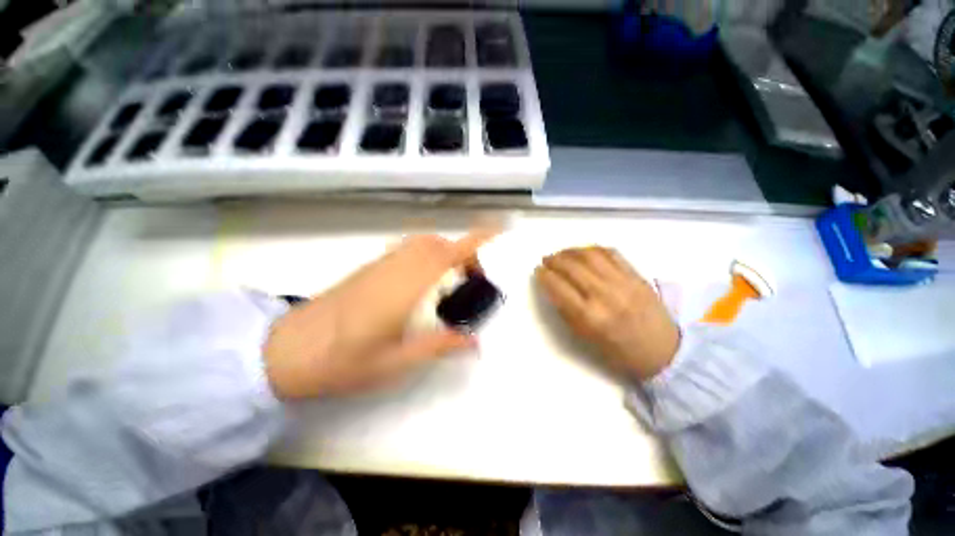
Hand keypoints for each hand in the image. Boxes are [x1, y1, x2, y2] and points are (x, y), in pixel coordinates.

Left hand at [264, 228, 497, 399]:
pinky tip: (424, 283)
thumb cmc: (341, 361)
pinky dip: (427, 256)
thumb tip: (474, 343)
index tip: (498, 234)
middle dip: (463, 254)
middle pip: (439, 244)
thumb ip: (438, 346)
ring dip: (445, 253)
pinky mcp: (370, 267)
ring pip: (423, 244)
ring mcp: (381, 264)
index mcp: (406, 287)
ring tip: (451, 282)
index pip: (448, 253)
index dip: (476, 241)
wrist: (285, 351)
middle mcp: (397, 266)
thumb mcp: (396, 362)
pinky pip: (408, 250)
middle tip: (472, 281)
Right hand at [535, 247, 679, 381]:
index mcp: (590, 317)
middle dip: (554, 260)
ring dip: (571, 251)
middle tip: (546, 260)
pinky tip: (584, 252)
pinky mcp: (637, 275)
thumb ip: (566, 311)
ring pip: (591, 255)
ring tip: (562, 254)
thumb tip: (553, 287)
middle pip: (572, 267)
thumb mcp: (585, 338)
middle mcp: (605, 296)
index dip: (544, 276)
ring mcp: (623, 283)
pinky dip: (593, 249)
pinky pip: (612, 253)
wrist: (664, 352)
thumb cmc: (618, 351)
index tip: (538, 271)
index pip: (559, 287)